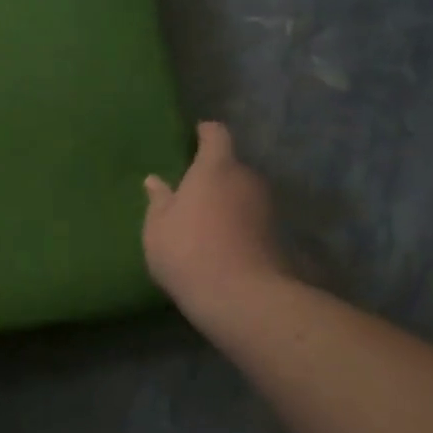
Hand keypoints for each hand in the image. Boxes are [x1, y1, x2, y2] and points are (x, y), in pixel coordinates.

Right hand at [143, 122, 286, 336]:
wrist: (242, 299)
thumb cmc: (188, 250)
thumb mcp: (158, 226)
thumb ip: (159, 200)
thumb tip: (155, 181)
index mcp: (215, 168)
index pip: (216, 134)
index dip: (206, 133)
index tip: (195, 135)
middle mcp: (246, 180)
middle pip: (232, 166)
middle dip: (214, 173)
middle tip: (192, 189)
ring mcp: (266, 209)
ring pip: (243, 193)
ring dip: (228, 200)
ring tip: (205, 218)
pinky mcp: (277, 237)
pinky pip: (251, 219)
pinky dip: (238, 223)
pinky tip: (221, 242)